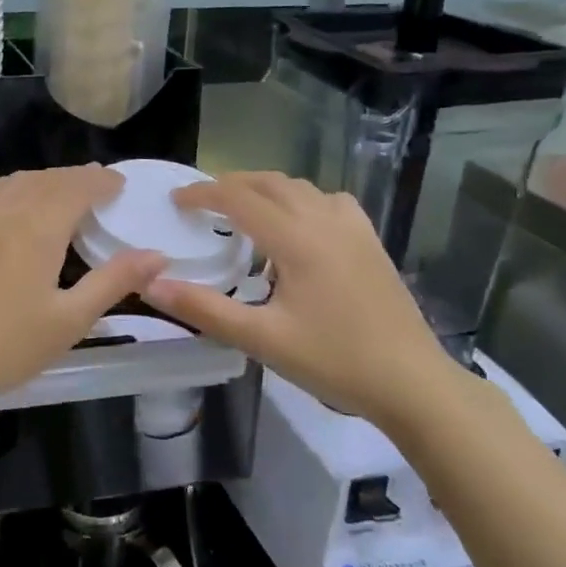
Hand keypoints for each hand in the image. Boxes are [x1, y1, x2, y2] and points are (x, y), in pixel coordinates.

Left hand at [0, 166, 165, 409]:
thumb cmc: (4, 344)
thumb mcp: (69, 320)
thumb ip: (114, 281)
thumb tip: (157, 255)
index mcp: (39, 224)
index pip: (78, 186)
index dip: (102, 181)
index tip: (120, 184)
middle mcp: (6, 206)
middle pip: (48, 179)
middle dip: (77, 178)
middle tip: (97, 187)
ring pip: (16, 181)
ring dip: (45, 181)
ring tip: (61, 193)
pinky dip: (11, 187)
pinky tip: (11, 201)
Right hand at [144, 172, 457, 423]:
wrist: (413, 383)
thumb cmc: (334, 360)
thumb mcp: (261, 339)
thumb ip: (204, 309)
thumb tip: (152, 284)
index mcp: (295, 238)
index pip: (238, 197)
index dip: (202, 194)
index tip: (175, 201)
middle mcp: (323, 220)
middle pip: (268, 183)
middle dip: (230, 185)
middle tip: (202, 205)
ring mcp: (352, 227)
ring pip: (299, 187)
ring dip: (264, 190)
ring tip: (242, 213)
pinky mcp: (370, 241)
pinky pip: (327, 201)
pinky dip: (299, 201)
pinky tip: (297, 228)